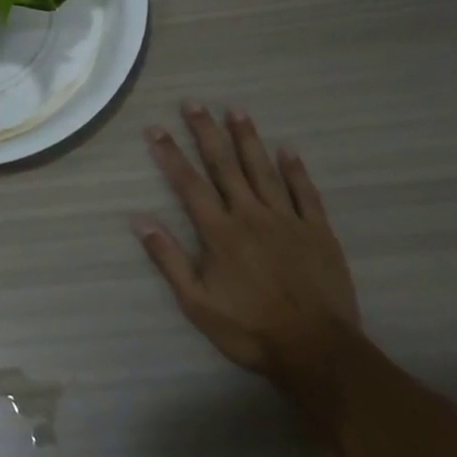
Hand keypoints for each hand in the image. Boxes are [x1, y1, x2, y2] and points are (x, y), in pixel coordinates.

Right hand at [132, 104, 361, 394]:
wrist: (318, 353)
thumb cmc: (251, 330)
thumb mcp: (197, 303)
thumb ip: (168, 259)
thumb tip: (138, 220)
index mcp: (219, 231)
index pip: (188, 183)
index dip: (170, 154)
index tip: (155, 128)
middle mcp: (250, 215)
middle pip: (224, 165)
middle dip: (206, 132)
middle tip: (193, 103)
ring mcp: (287, 221)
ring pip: (262, 170)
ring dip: (247, 138)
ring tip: (236, 110)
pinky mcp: (318, 232)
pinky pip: (305, 193)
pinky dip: (295, 170)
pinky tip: (287, 149)